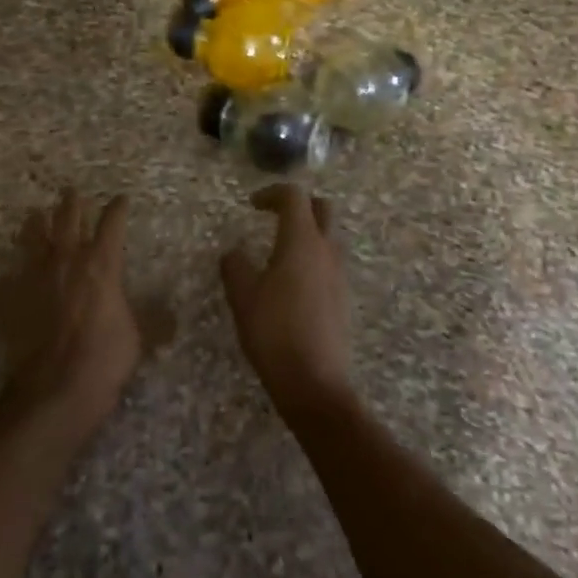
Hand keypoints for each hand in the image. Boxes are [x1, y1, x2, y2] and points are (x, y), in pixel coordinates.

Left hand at [0, 189, 140, 429]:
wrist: (55, 388)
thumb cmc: (105, 358)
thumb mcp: (138, 337)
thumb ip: (151, 321)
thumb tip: (172, 319)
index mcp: (101, 264)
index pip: (112, 224)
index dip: (117, 209)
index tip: (121, 199)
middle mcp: (66, 261)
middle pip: (67, 220)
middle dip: (71, 204)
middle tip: (70, 191)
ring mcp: (33, 278)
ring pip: (31, 240)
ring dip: (34, 226)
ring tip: (34, 216)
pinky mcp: (9, 301)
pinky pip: (5, 284)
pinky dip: (7, 280)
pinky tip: (6, 281)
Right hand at [220, 185, 354, 418]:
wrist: (315, 384)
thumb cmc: (274, 332)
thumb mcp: (242, 297)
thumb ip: (235, 266)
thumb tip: (234, 253)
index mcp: (301, 241)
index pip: (294, 197)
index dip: (272, 193)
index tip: (252, 205)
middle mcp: (326, 250)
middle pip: (322, 209)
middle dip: (299, 205)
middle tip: (274, 216)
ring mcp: (339, 275)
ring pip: (329, 236)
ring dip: (308, 232)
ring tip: (280, 251)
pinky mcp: (343, 298)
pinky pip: (330, 263)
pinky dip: (313, 258)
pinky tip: (292, 283)